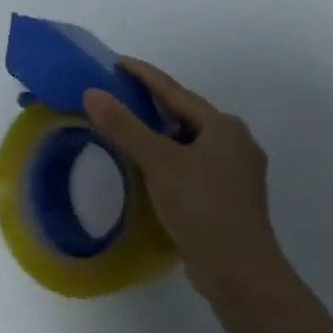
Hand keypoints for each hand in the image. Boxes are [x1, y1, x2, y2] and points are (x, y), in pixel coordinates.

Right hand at [83, 58, 286, 300]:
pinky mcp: (230, 196)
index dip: (144, 75)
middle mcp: (235, 142)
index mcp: (223, 126)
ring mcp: (236, 171)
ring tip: (129, 128)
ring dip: (161, 132)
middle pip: (186, 114)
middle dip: (153, 103)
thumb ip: (124, 126)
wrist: (240, 271)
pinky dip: (171, 156)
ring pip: (190, 140)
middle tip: (118, 94)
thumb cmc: (201, 207)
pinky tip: (153, 166)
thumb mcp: (158, 162)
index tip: (117, 62)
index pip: (175, 91)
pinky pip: (194, 162)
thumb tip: (92, 92)